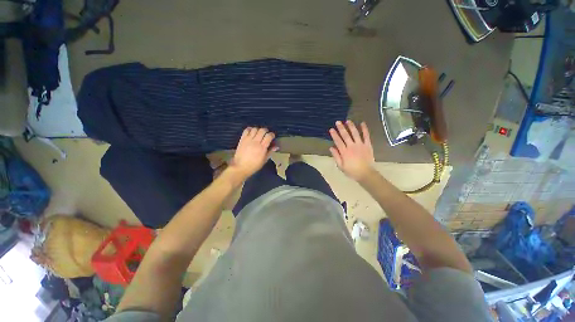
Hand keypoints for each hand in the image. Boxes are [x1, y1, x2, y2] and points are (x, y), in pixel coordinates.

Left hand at [230, 127, 277, 178]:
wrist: (240, 167)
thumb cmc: (254, 165)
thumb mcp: (264, 160)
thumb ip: (270, 152)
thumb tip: (276, 147)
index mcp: (262, 148)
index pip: (269, 136)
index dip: (272, 135)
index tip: (272, 136)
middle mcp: (255, 142)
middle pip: (262, 130)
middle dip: (266, 131)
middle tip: (266, 134)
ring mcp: (248, 140)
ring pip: (255, 129)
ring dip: (258, 130)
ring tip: (259, 133)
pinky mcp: (242, 139)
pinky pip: (246, 130)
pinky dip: (250, 129)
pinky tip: (252, 132)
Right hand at [329, 120, 374, 181]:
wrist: (366, 174)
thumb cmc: (352, 171)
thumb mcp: (341, 166)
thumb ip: (336, 156)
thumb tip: (331, 148)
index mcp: (344, 152)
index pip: (338, 141)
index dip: (334, 135)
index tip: (331, 129)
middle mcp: (352, 146)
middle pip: (345, 135)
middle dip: (341, 128)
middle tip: (338, 122)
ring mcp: (360, 145)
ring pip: (355, 133)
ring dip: (351, 126)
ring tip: (348, 121)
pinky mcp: (368, 145)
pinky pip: (366, 136)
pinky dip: (364, 129)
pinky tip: (362, 123)